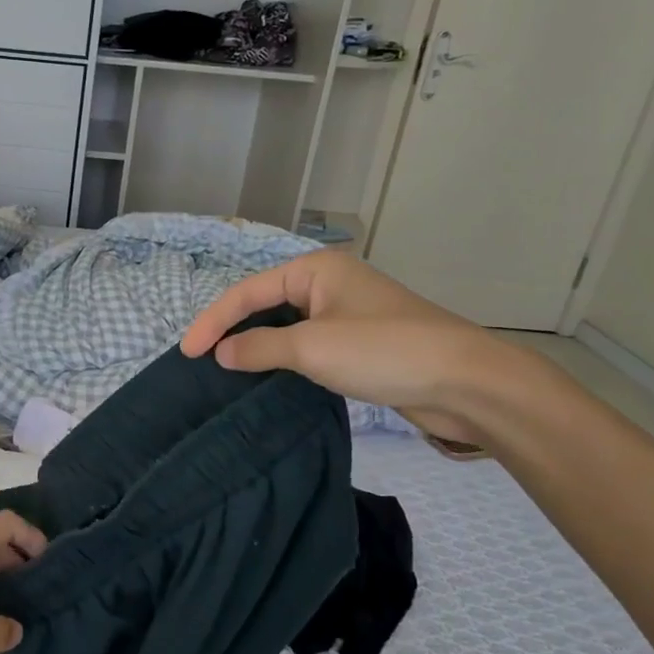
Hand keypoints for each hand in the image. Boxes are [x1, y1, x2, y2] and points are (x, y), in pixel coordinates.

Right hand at [179, 248, 495, 444]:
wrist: (466, 383)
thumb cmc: (384, 351)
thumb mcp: (312, 348)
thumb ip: (260, 347)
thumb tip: (221, 354)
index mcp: (315, 269)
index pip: (248, 292)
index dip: (213, 321)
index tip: (187, 353)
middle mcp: (328, 285)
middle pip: (264, 305)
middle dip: (232, 330)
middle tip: (201, 360)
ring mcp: (344, 314)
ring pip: (285, 327)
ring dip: (256, 347)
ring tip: (225, 370)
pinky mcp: (358, 344)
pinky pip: (306, 346)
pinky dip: (282, 360)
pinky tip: (266, 378)